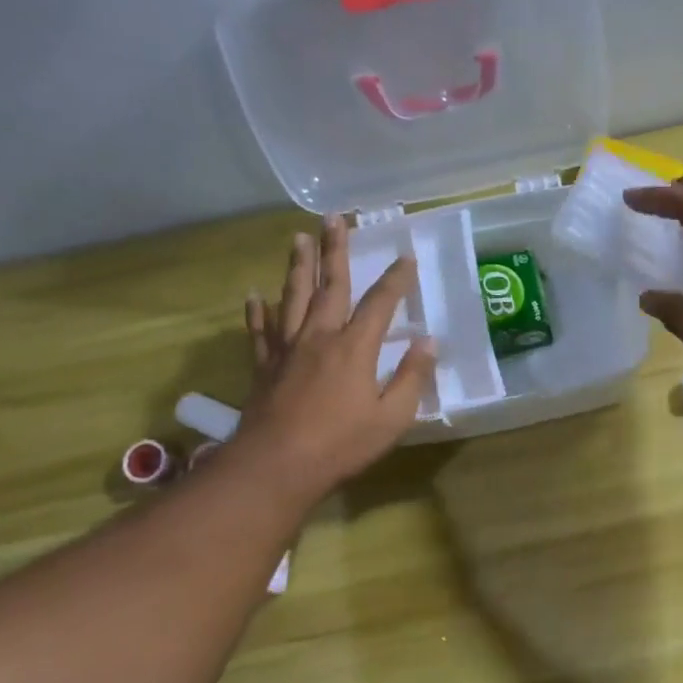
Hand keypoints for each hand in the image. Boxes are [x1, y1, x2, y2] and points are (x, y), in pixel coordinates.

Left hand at [233, 214, 434, 500]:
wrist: (277, 465)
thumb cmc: (342, 444)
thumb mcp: (392, 417)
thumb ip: (411, 377)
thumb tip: (429, 342)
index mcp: (354, 348)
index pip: (380, 303)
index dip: (395, 279)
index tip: (406, 256)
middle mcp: (319, 336)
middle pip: (329, 285)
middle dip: (334, 250)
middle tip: (333, 218)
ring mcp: (287, 349)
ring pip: (292, 297)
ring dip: (297, 266)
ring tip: (298, 237)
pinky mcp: (264, 366)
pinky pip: (260, 331)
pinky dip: (257, 311)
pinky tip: (254, 295)